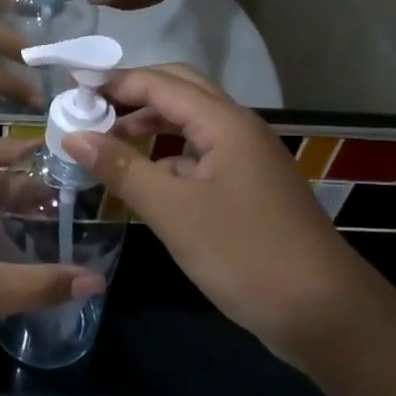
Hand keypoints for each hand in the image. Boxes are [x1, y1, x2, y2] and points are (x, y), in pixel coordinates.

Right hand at [63, 65, 369, 369]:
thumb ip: (121, 168)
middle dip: (133, 95)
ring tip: (107, 144)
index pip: (160, 83)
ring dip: (149, 125)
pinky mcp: (249, 188)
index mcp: (225, 123)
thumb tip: (74, 135)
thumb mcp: (173, 211)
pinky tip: (143, 179)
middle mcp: (239, 129)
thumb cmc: (244, 253)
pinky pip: (200, 155)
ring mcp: (247, 159)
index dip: (114, 82)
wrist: (324, 313)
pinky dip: (167, 156)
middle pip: (180, 91)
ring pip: (191, 124)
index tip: (71, 91)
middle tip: (89, 110)